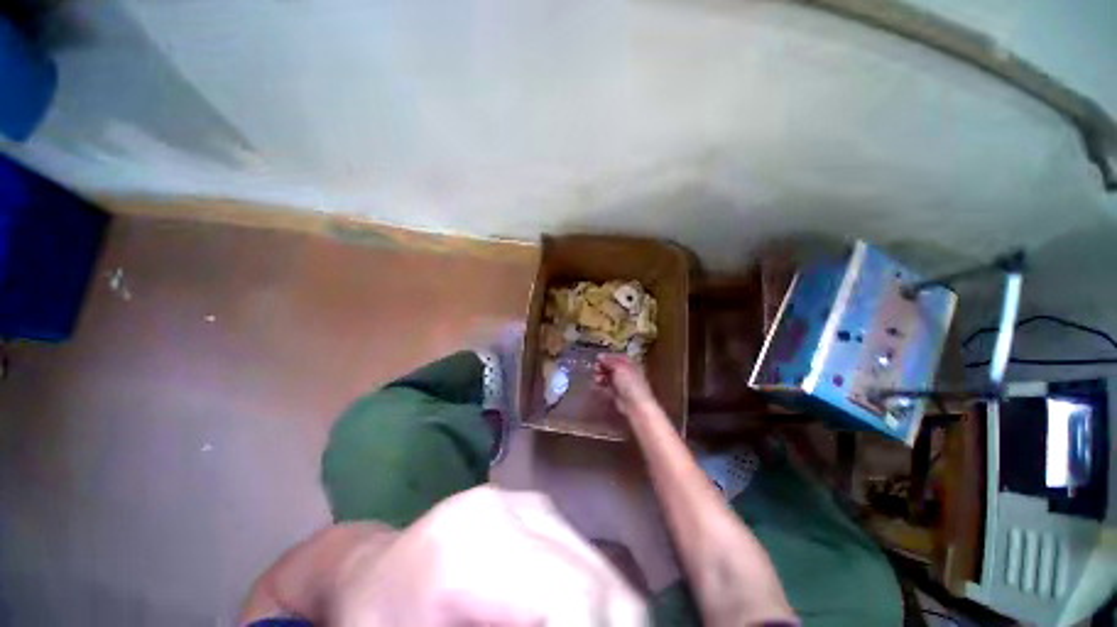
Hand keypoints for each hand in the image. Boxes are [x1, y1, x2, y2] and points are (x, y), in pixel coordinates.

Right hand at [594, 354, 657, 420]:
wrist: (635, 405)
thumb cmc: (630, 383)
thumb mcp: (620, 368)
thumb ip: (609, 361)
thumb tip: (600, 356)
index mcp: (630, 365)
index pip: (618, 357)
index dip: (608, 357)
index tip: (598, 357)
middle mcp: (626, 373)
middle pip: (612, 366)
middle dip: (603, 366)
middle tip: (595, 367)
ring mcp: (621, 383)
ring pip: (609, 375)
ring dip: (601, 374)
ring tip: (596, 377)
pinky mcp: (616, 393)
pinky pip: (607, 385)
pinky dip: (601, 383)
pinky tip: (596, 383)